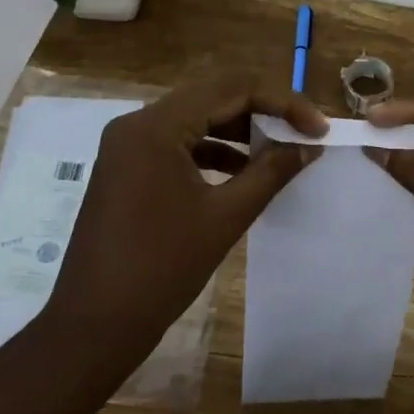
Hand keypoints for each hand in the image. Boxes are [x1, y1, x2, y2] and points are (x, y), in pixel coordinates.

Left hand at [47, 74, 326, 368]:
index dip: (282, 103)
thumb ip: (271, 172)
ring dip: (240, 130)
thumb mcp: (226, 216)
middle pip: (212, 96)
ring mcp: (128, 146)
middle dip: (263, 110)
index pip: (231, 89)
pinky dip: (214, 150)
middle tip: (303, 132)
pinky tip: (244, 171)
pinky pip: (178, 142)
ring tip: (280, 151)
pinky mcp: (127, 167)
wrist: (95, 324)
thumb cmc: (162, 268)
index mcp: (156, 127)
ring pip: (196, 118)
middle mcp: (137, 124)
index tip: (318, 128)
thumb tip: (309, 146)